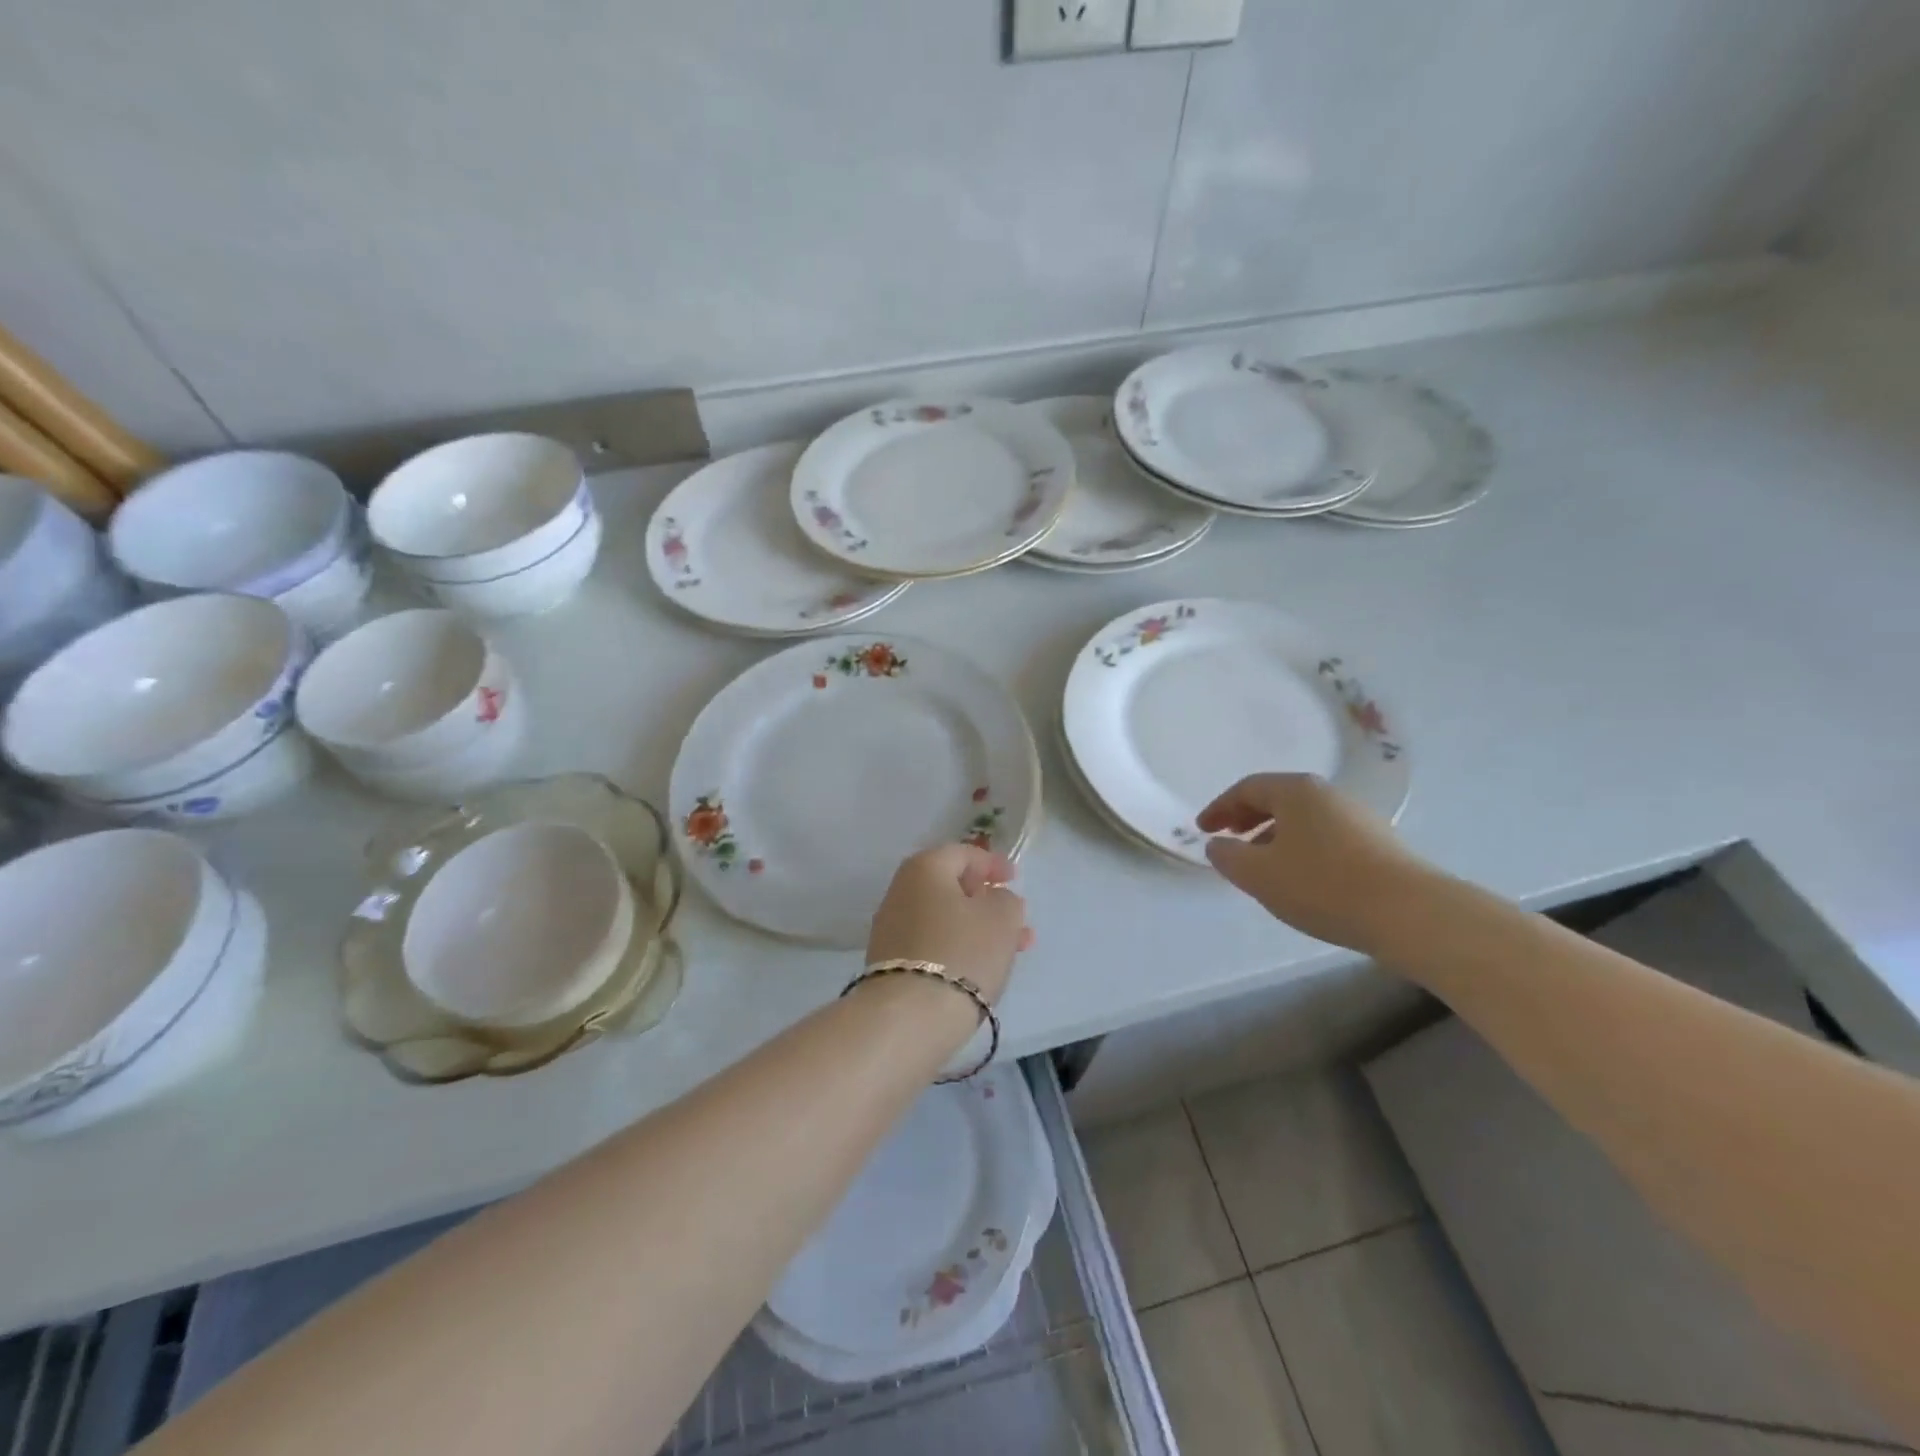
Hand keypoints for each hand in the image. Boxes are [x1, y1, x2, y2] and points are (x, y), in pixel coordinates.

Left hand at [866, 844, 1033, 1004]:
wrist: (909, 1016)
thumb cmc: (961, 952)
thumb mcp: (1001, 918)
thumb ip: (1005, 900)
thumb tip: (994, 899)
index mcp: (925, 867)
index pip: (962, 853)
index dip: (992, 863)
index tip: (1014, 879)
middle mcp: (901, 891)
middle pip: (950, 887)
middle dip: (986, 900)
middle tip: (1015, 917)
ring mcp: (891, 928)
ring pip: (944, 918)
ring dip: (976, 927)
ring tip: (1011, 948)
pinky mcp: (890, 962)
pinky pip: (932, 943)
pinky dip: (958, 947)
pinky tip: (980, 966)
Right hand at [1198, 773, 1430, 953]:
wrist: (1409, 913)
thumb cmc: (1322, 885)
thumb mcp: (1259, 874)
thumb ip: (1228, 856)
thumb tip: (1218, 844)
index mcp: (1296, 791)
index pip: (1247, 788)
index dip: (1219, 808)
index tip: (1203, 829)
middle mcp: (1328, 794)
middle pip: (1277, 798)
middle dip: (1247, 818)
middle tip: (1229, 839)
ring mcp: (1358, 817)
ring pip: (1303, 819)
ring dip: (1274, 835)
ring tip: (1262, 865)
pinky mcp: (1379, 843)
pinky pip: (1325, 836)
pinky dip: (1301, 848)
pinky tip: (1301, 878)